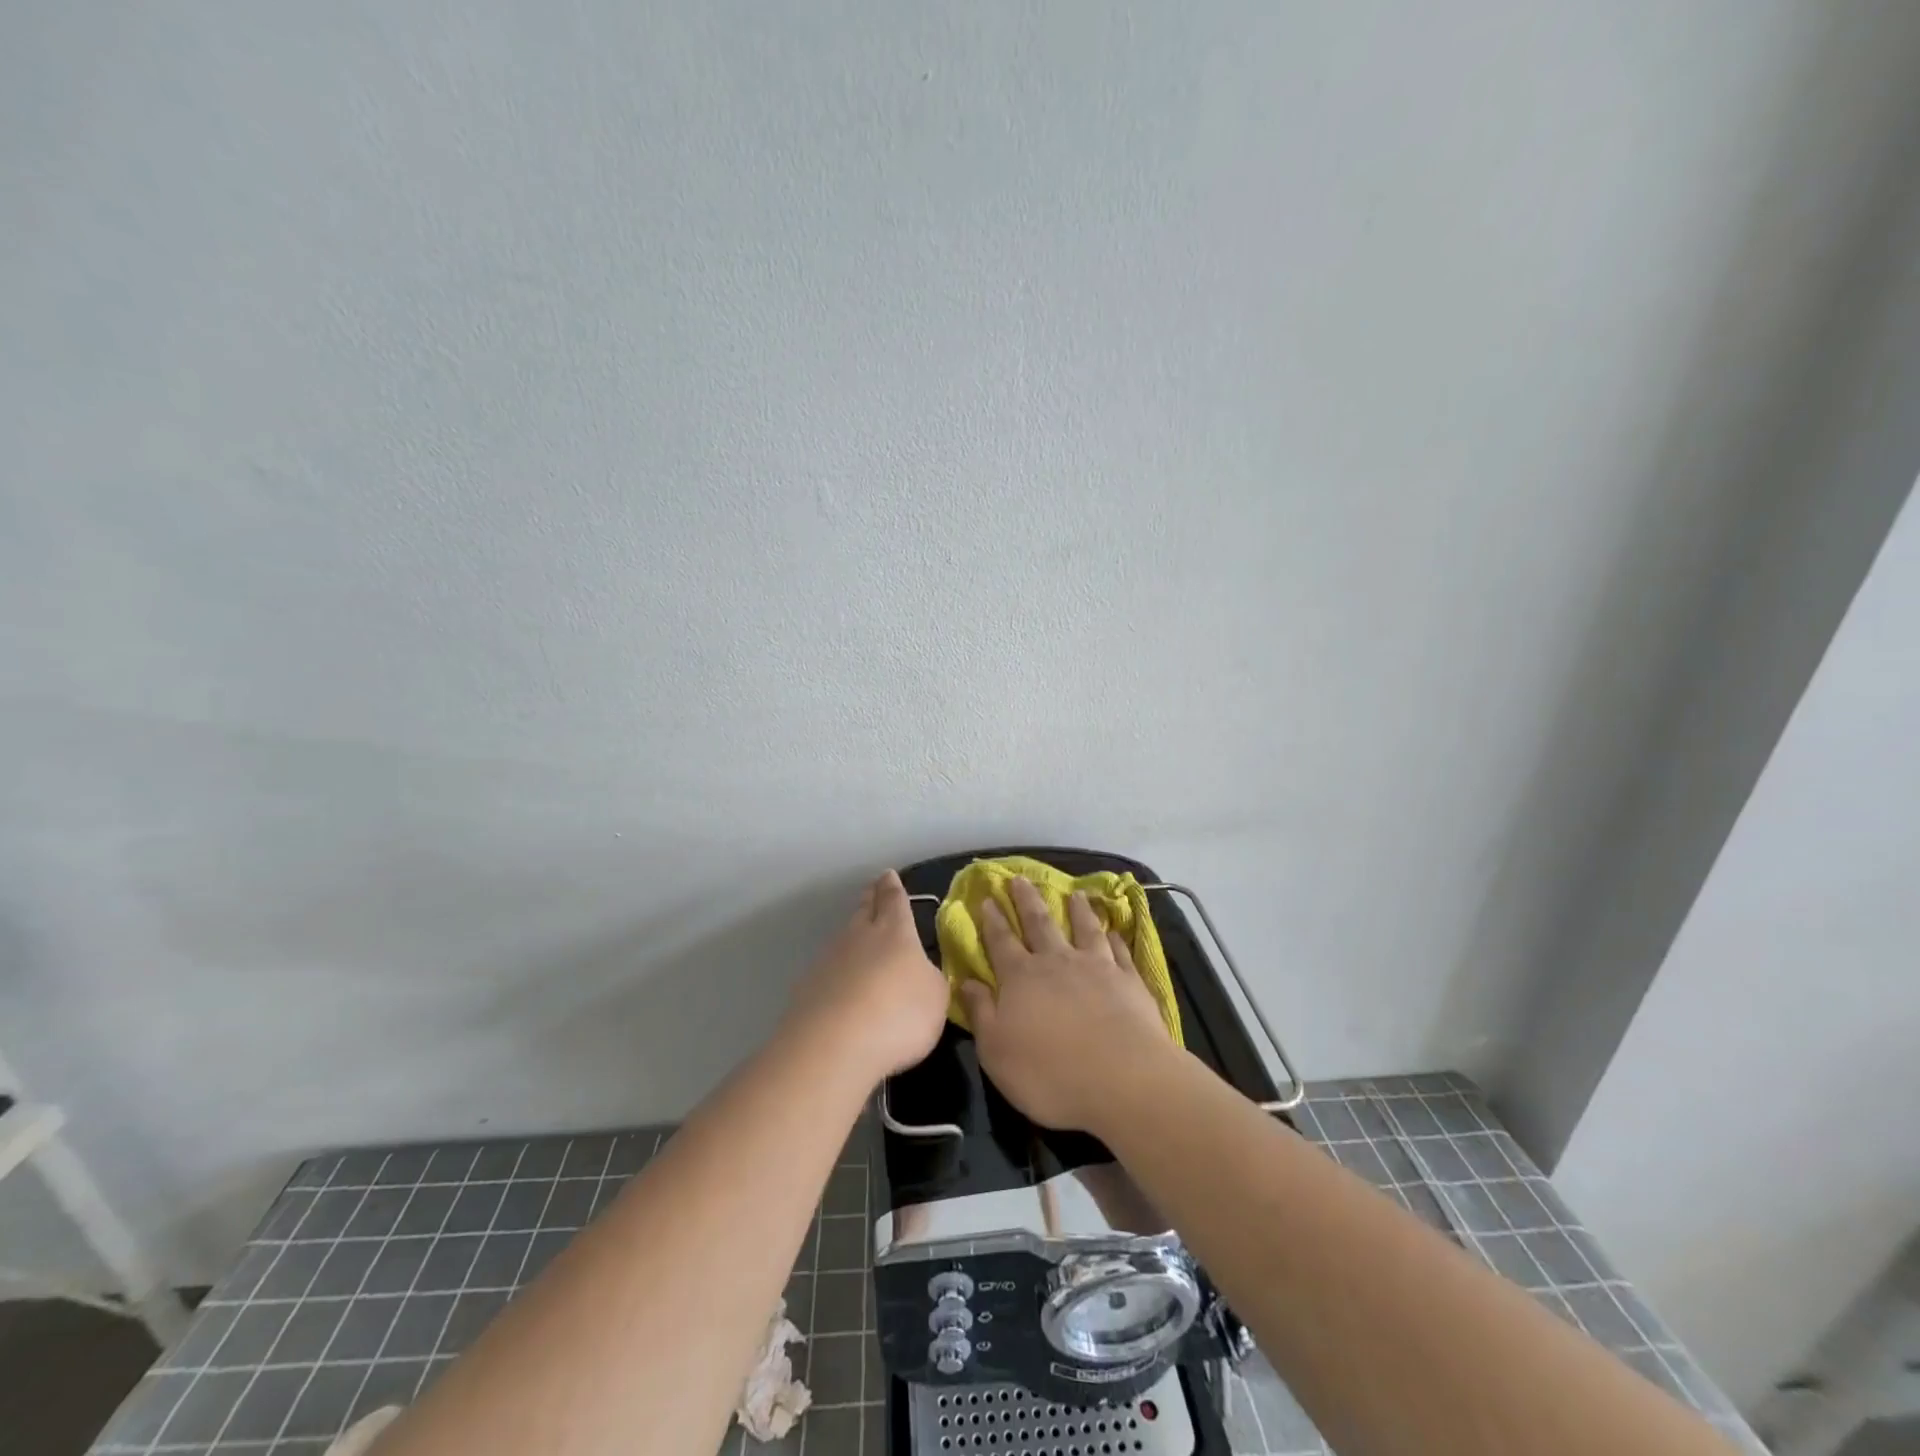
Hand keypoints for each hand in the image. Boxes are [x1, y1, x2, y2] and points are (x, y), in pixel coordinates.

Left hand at [787, 870, 948, 1083]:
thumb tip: (919, 973)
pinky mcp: (808, 988)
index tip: (889, 875)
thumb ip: (930, 979)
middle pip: (864, 910)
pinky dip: (836, 970)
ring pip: (843, 937)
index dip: (893, 888)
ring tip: (858, 934)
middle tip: (872, 888)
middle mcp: (859, 936)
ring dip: (852, 933)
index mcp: (895, 932)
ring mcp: (829, 960)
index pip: (894, 900)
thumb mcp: (935, 997)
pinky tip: (840, 983)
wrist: (833, 1046)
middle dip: (870, 898)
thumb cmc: (898, 1014)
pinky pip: (828, 969)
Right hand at [959, 877, 1177, 1132]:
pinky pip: (1120, 951)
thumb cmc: (1049, 1072)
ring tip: (1074, 894)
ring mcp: (1097, 967)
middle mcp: (1057, 962)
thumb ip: (981, 1013)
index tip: (987, 898)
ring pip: (1084, 929)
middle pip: (1040, 923)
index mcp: (1021, 978)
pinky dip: (1115, 938)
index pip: (1001, 941)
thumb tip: (965, 981)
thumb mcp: (996, 1051)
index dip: (992, 920)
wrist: (1123, 1079)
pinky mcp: (1129, 980)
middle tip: (1020, 878)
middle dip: (1027, 900)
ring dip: (1077, 910)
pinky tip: (1114, 931)